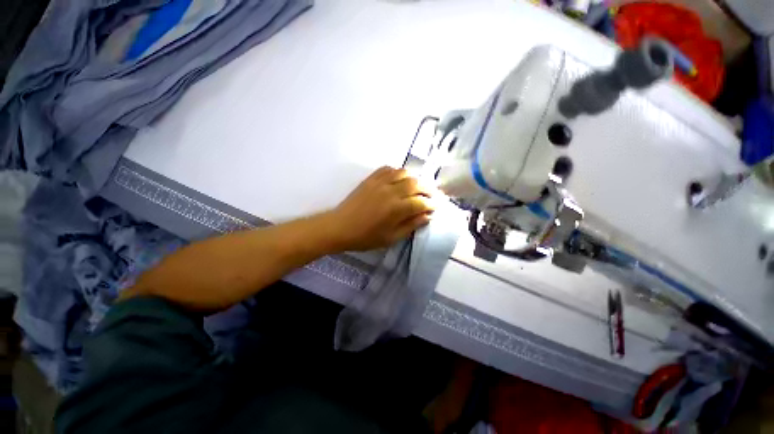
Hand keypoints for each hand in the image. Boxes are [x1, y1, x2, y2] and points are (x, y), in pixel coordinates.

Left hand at [325, 166, 433, 250]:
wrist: (340, 227)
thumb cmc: (366, 237)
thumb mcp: (391, 238)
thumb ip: (411, 225)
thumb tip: (427, 216)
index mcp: (396, 209)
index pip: (421, 202)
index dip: (431, 204)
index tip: (436, 207)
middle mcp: (391, 191)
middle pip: (416, 183)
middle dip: (428, 189)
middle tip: (432, 195)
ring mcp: (380, 182)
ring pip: (404, 173)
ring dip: (415, 178)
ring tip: (418, 186)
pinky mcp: (371, 179)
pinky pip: (388, 169)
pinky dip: (398, 171)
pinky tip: (400, 178)